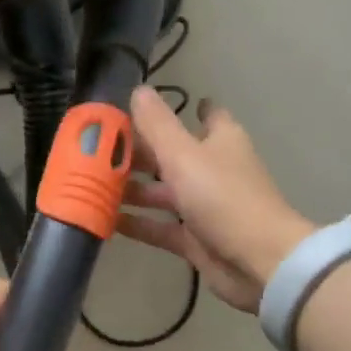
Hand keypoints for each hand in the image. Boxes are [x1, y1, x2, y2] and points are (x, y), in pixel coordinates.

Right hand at [118, 87, 315, 313]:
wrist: (258, 261)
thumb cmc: (224, 197)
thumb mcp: (185, 155)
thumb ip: (158, 125)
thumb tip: (139, 89)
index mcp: (220, 141)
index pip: (204, 115)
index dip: (179, 109)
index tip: (145, 107)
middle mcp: (213, 170)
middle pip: (172, 155)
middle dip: (139, 153)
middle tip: (97, 150)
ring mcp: (204, 206)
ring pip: (163, 192)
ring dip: (133, 189)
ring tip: (92, 185)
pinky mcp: (195, 239)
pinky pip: (161, 227)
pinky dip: (137, 223)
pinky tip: (106, 220)